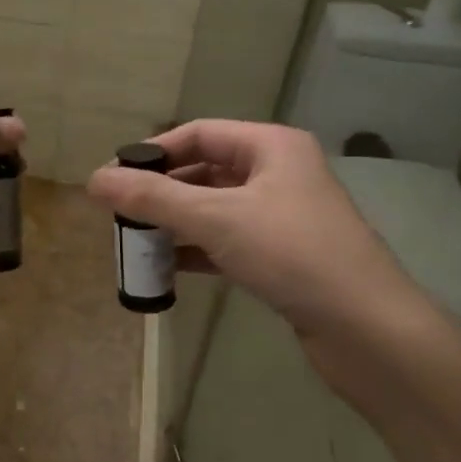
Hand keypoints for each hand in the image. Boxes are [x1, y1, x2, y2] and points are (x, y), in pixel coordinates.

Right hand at [86, 120, 447, 378]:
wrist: (367, 328)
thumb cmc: (292, 254)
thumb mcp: (215, 218)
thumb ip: (153, 198)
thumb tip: (93, 180)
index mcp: (271, 146)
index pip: (199, 133)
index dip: (154, 152)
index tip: (115, 177)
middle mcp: (279, 173)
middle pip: (205, 171)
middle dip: (162, 192)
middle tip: (120, 214)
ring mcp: (283, 216)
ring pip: (215, 209)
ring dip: (176, 223)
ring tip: (135, 242)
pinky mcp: (283, 256)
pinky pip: (228, 241)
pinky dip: (197, 251)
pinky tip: (167, 269)